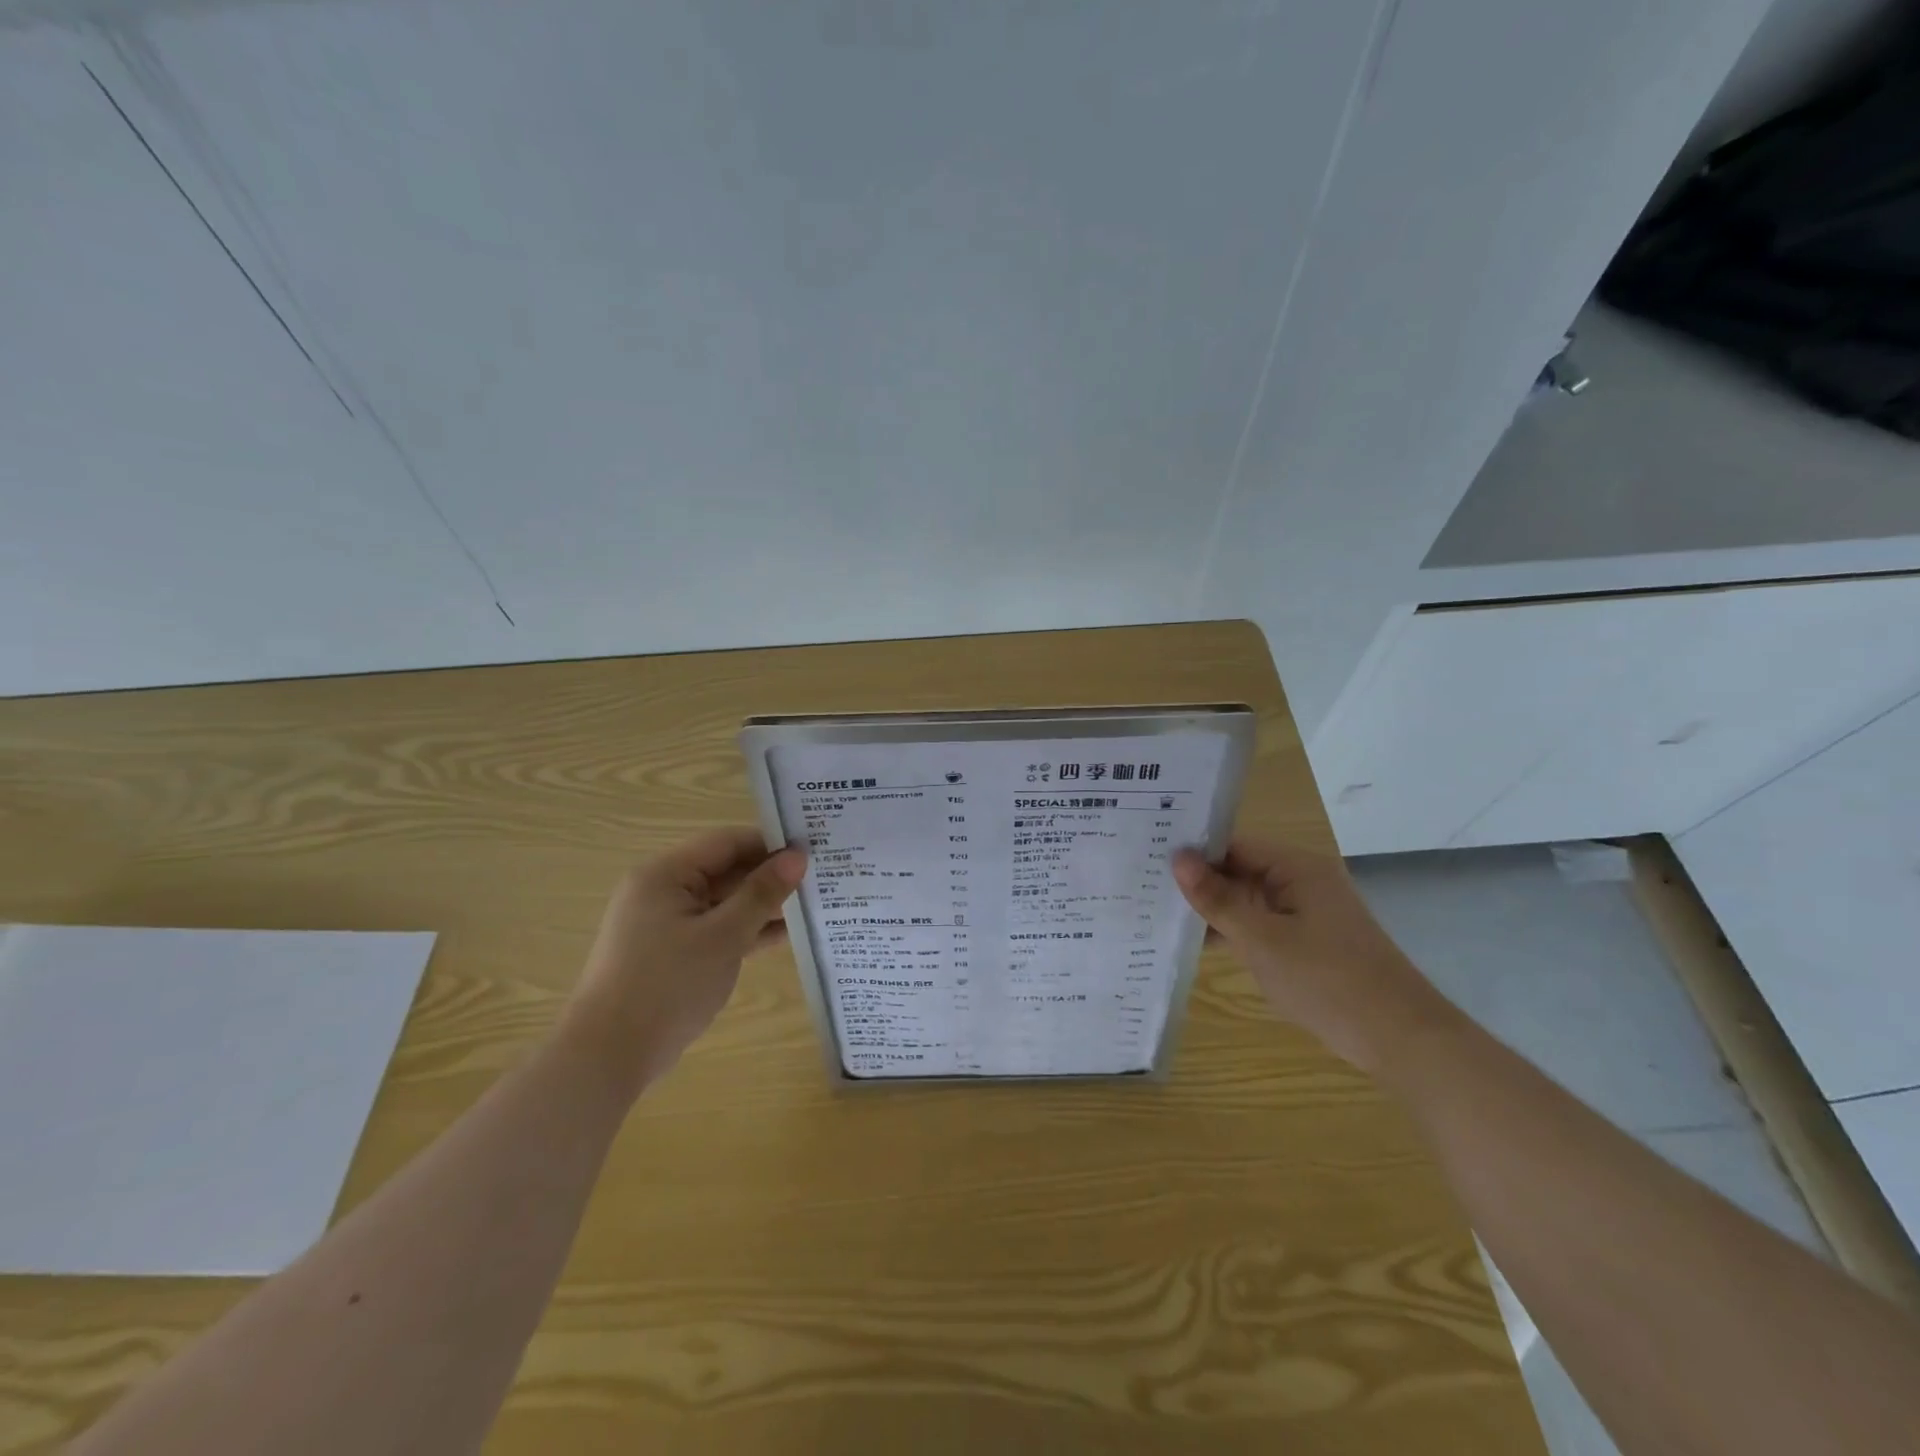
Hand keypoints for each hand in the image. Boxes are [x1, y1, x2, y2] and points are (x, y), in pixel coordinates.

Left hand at [562, 829, 807, 1091]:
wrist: (609, 1056)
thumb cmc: (667, 985)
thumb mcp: (723, 936)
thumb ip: (762, 893)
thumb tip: (797, 857)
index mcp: (666, 874)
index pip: (727, 842)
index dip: (770, 843)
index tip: (813, 849)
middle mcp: (663, 890)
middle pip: (725, 870)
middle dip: (769, 875)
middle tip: (819, 876)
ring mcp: (666, 923)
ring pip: (724, 901)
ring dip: (762, 904)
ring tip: (812, 903)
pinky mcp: (672, 952)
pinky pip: (716, 928)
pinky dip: (745, 930)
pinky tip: (786, 935)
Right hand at [1172, 838, 1456, 1073]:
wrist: (1401, 1039)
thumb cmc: (1328, 981)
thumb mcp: (1262, 940)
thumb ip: (1217, 899)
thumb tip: (1177, 858)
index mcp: (1297, 867)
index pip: (1234, 845)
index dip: (1194, 851)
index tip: (1148, 856)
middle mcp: (1301, 881)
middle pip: (1239, 869)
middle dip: (1198, 880)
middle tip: (1144, 883)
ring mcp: (1305, 913)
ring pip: (1246, 899)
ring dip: (1212, 908)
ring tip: (1157, 909)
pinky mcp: (1306, 941)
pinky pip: (1259, 924)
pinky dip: (1232, 930)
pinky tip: (1194, 942)